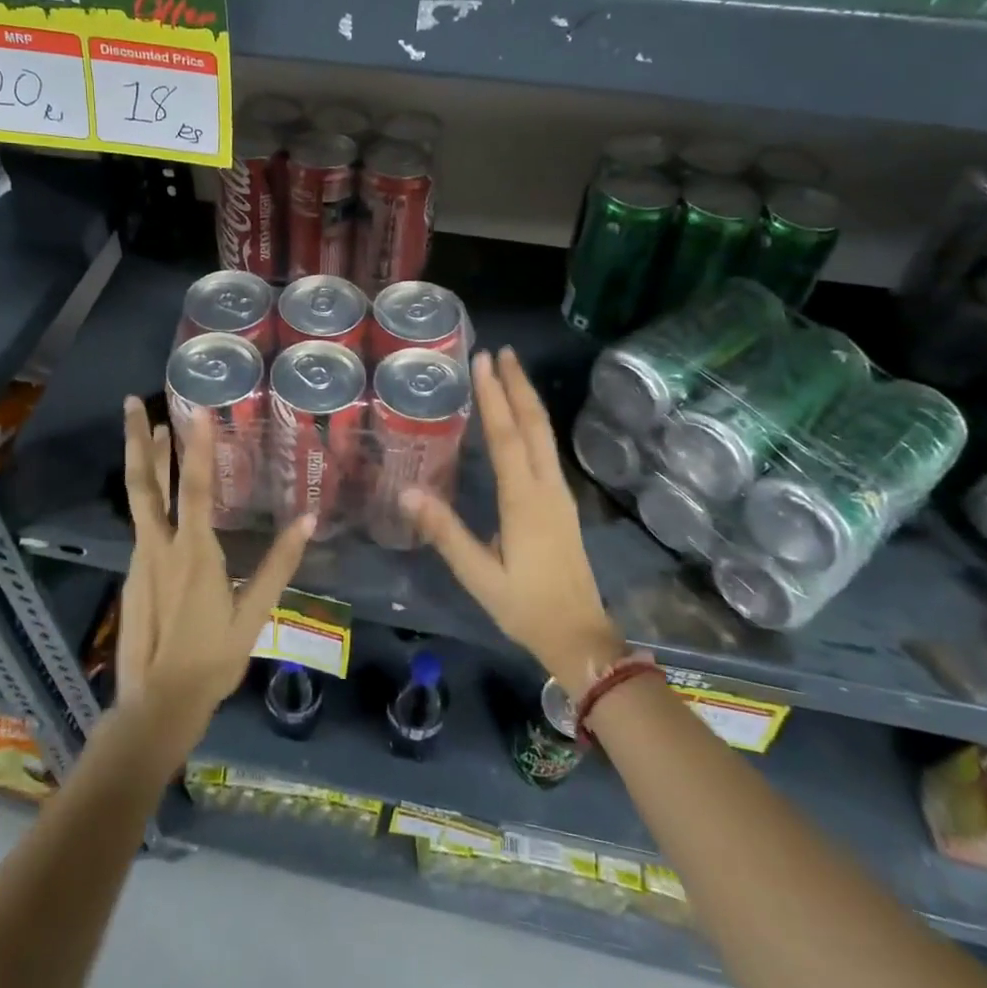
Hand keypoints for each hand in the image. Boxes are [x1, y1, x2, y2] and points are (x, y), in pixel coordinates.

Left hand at [115, 397, 313, 749]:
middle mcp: (160, 547)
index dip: (198, 447)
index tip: (196, 411)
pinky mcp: (132, 576)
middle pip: (145, 483)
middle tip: (131, 402)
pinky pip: (141, 526)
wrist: (157, 704)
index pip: (197, 488)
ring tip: (150, 431)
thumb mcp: (255, 614)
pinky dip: (149, 498)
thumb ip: (279, 565)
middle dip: (136, 440)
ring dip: (144, 462)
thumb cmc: (213, 660)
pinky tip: (159, 497)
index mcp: (194, 553)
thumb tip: (309, 521)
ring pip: (140, 501)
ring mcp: (141, 560)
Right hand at [402, 348, 626, 697]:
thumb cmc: (525, 607)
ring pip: (544, 434)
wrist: (580, 636)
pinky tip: (523, 419)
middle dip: (518, 385)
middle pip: (534, 424)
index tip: (484, 361)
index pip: (508, 437)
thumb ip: (444, 531)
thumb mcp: (479, 576)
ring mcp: (559, 493)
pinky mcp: (561, 503)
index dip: (494, 397)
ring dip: (527, 399)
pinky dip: (533, 422)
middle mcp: (546, 487)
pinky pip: (546, 448)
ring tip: (512, 371)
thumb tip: (406, 490)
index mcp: (525, 500)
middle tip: (502, 351)